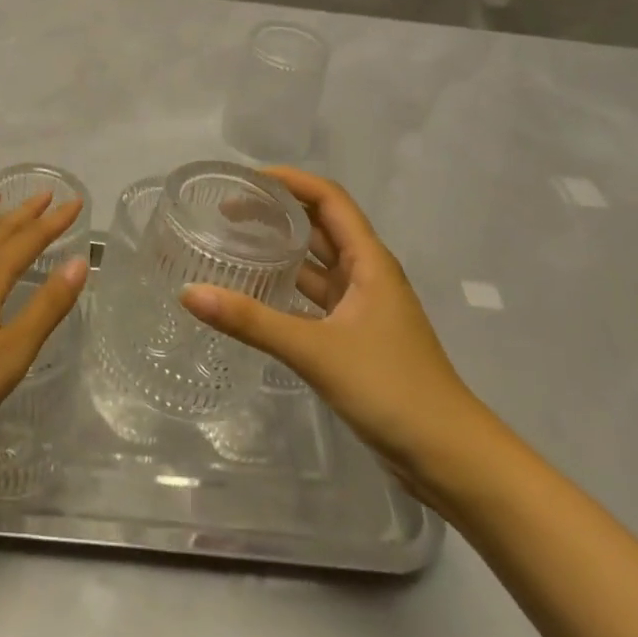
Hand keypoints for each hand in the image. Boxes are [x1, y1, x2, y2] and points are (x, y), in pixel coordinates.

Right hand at [180, 167, 485, 497]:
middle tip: (227, 210)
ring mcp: (362, 307)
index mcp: (369, 261)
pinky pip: (314, 298)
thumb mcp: (315, 350)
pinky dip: (286, 289)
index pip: (328, 199)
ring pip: (316, 264)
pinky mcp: (355, 337)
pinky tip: (254, 295)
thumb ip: (252, 321)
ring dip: (281, 250)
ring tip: (233, 243)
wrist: (448, 456)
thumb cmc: (390, 388)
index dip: (290, 181)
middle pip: (320, 226)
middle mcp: (367, 275)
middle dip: (278, 211)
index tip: (246, 180)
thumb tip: (189, 294)